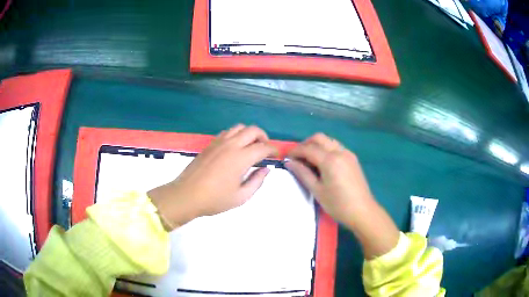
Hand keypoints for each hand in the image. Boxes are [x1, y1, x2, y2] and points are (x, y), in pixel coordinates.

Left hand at [148, 124, 277, 230]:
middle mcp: (231, 145)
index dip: (273, 150)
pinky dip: (236, 135)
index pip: (263, 148)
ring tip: (251, 146)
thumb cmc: (214, 199)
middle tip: (265, 149)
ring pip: (239, 127)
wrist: (186, 195)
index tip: (276, 155)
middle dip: (263, 137)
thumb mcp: (241, 197)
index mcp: (241, 158)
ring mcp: (219, 142)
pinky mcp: (210, 144)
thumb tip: (266, 169)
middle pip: (252, 130)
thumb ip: (257, 181)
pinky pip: (227, 132)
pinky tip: (235, 147)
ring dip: (249, 133)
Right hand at [286, 133, 398, 258]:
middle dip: (305, 144)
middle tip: (297, 157)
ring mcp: (348, 154)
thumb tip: (289, 162)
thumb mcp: (317, 190)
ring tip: (308, 160)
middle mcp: (340, 151)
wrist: (362, 211)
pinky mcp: (352, 159)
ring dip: (316, 146)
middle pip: (319, 138)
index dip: (295, 151)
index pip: (308, 148)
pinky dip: (326, 150)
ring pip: (328, 141)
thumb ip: (302, 173)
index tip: (286, 158)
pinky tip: (322, 163)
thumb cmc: (338, 204)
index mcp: (330, 160)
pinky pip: (336, 147)